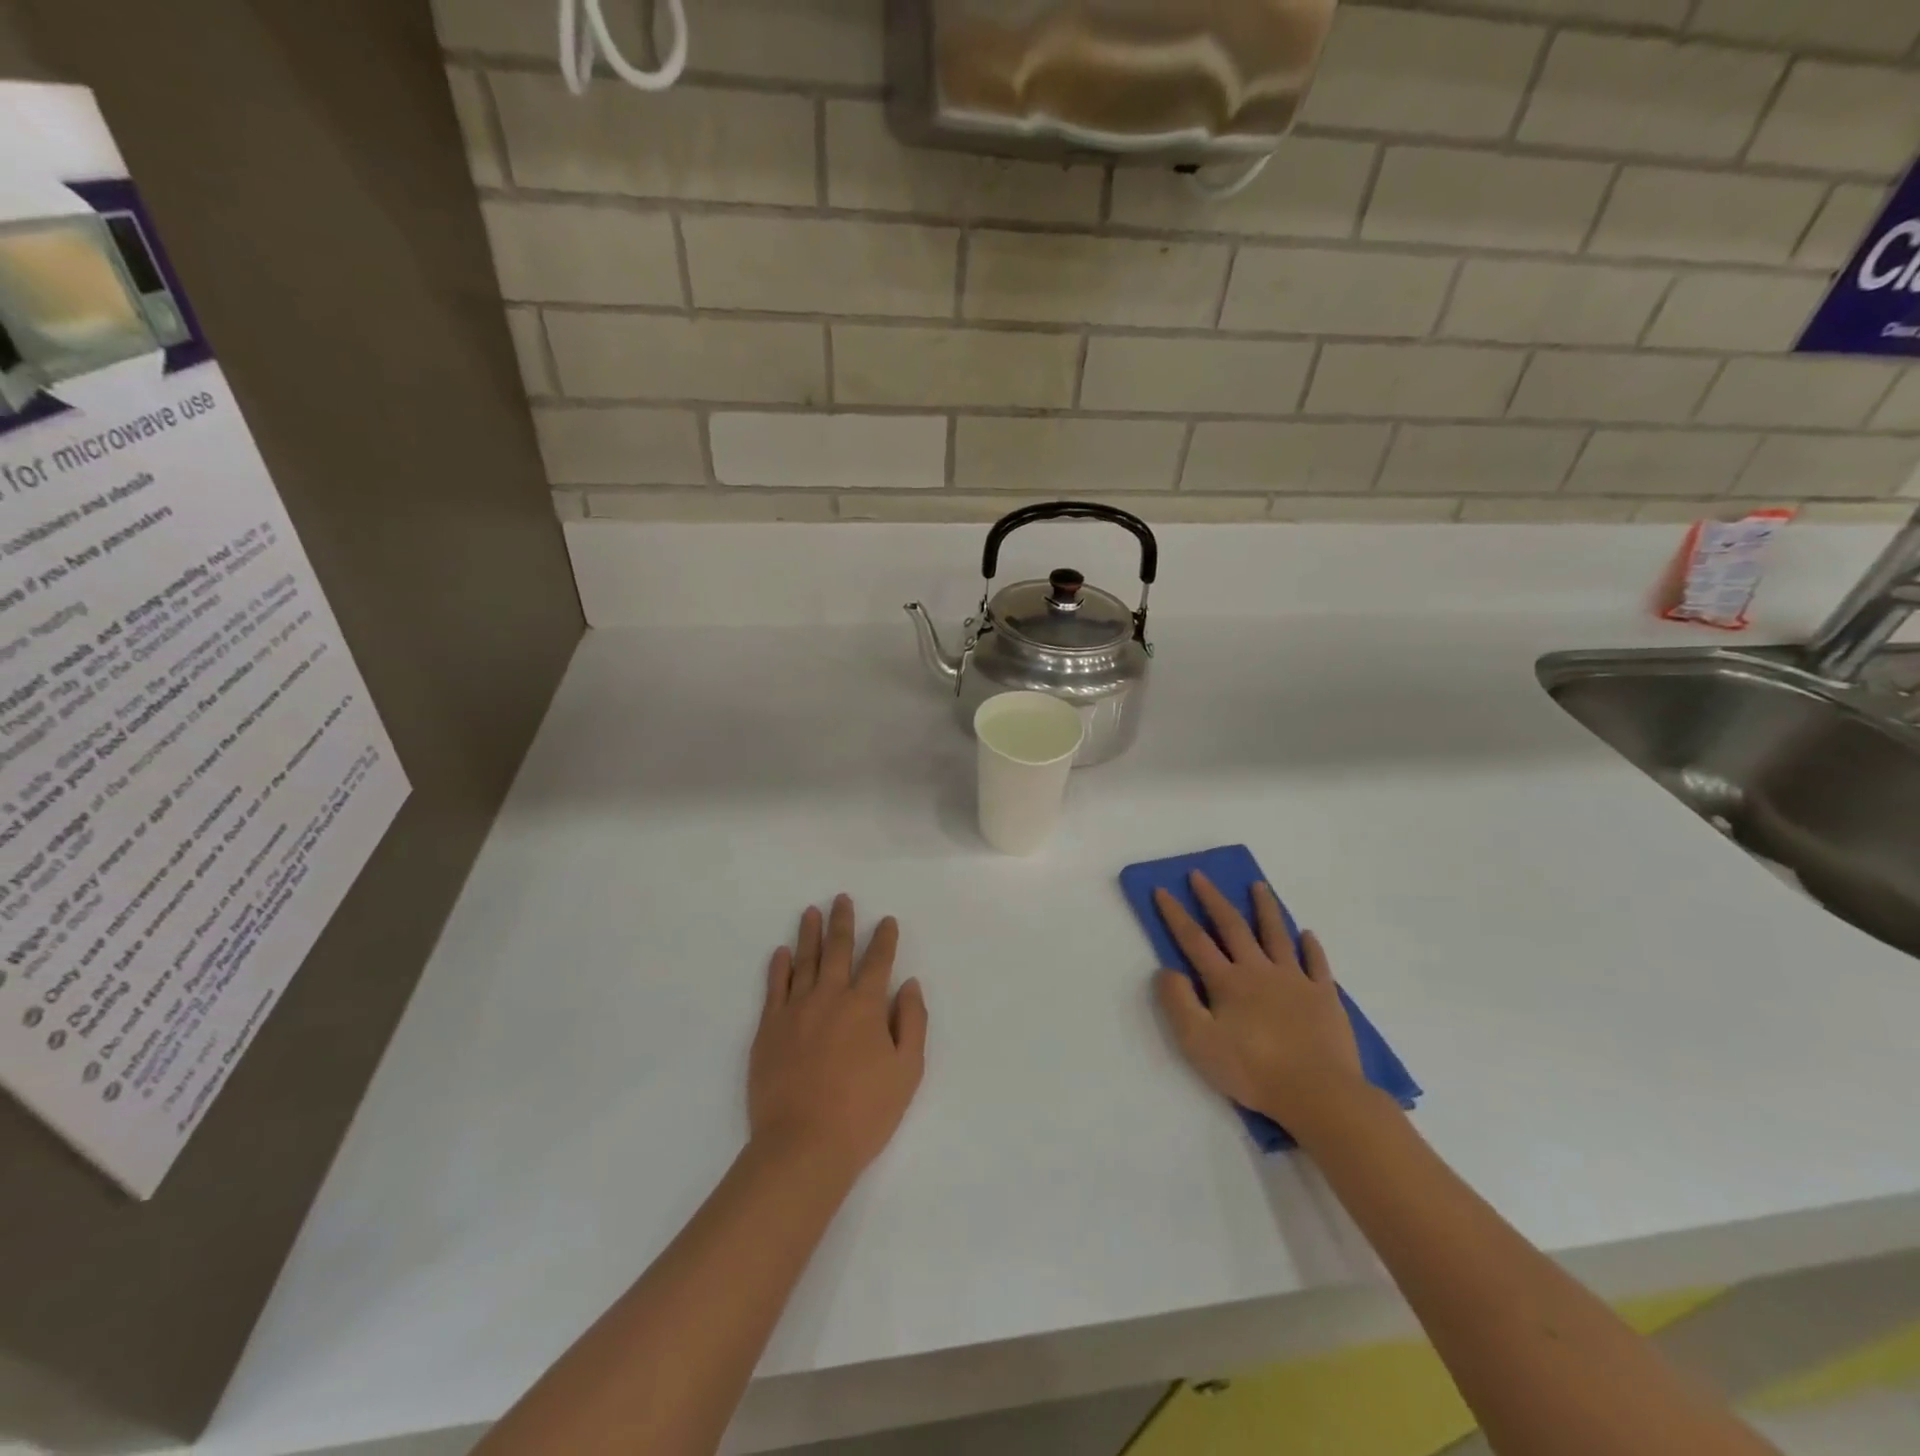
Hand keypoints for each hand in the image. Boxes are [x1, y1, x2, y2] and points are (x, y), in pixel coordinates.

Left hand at [750, 895, 927, 1179]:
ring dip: (809, 934)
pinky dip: (779, 966)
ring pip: (804, 961)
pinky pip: (774, 987)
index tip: (886, 920)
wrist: (803, 1145)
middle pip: (837, 950)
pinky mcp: (769, 1029)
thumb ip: (912, 1022)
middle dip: (843, 922)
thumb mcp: (907, 1071)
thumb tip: (909, 985)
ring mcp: (795, 1010)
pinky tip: (781, 952)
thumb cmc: (864, 1112)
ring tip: (811, 911)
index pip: (878, 961)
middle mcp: (830, 997)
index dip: (884, 938)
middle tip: (842, 898)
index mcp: (866, 1006)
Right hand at [1153, 873, 1367, 1137]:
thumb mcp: (1198, 1042)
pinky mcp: (1324, 997)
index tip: (1162, 889)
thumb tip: (1167, 970)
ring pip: (1276, 935)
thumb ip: (1178, 1003)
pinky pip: (1317, 963)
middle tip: (1200, 875)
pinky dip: (1311, 946)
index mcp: (1227, 982)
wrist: (1320, 1094)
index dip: (1175, 914)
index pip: (1194, 940)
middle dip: (1213, 899)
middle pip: (1233, 927)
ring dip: (1265, 908)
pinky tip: (1307, 934)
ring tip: (1259, 885)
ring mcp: (1295, 981)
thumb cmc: (1253, 1070)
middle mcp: (1259, 971)